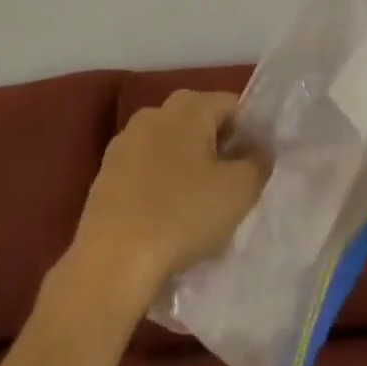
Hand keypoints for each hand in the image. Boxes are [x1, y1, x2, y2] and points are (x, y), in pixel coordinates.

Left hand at [62, 90, 268, 316]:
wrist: (113, 260)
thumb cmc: (183, 215)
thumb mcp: (241, 190)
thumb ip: (260, 162)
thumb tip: (260, 151)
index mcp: (188, 105)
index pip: (233, 107)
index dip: (251, 136)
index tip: (257, 170)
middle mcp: (154, 111)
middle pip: (201, 125)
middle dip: (219, 151)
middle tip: (233, 191)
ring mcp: (125, 140)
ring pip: (173, 147)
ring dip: (189, 169)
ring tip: (200, 209)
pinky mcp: (106, 171)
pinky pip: (147, 169)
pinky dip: (161, 185)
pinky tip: (167, 218)